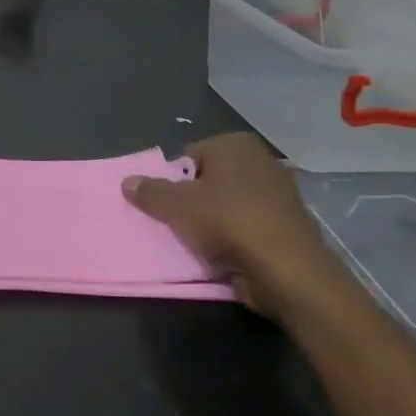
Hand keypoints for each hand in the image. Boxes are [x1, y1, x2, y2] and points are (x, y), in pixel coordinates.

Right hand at [120, 133, 341, 316]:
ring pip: (227, 203)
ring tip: (199, 241)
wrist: (287, 270)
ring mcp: (279, 192)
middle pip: (208, 179)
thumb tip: (127, 181)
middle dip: (192, 200)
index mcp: (234, 144)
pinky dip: (234, 235)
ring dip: (212, 220)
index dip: (173, 181)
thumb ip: (149, 191)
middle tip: (178, 223)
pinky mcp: (287, 223)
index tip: (168, 206)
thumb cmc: (227, 222)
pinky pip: (247, 224)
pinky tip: (223, 253)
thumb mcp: (175, 205)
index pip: (188, 157)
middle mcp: (260, 160)